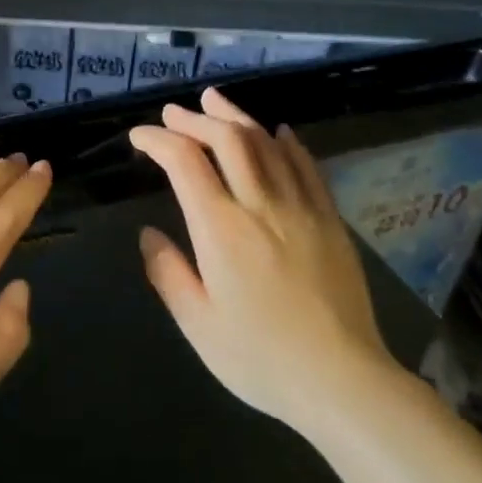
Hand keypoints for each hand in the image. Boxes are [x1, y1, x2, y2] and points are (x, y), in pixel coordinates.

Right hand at [129, 88, 394, 433]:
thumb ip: (168, 273)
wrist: (342, 381)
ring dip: (236, 117)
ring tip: (215, 102)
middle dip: (195, 118)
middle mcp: (260, 205)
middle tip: (174, 112)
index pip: (184, 162)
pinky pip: (307, 166)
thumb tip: (150, 234)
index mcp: (221, 229)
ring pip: (267, 143)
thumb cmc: (260, 358)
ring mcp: (301, 208)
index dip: (157, 140)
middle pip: (227, 139)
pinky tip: (277, 132)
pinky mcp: (330, 220)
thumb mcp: (198, 324)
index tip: (139, 137)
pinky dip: (287, 142)